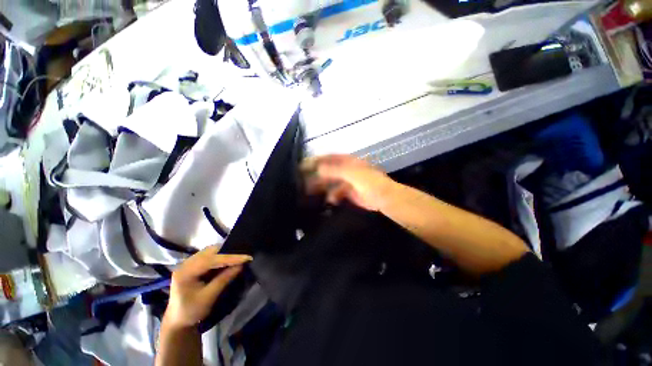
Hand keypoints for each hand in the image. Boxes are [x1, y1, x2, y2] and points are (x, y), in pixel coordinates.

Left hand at [163, 246, 251, 328]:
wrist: (177, 322)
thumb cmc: (191, 312)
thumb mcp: (209, 297)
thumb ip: (224, 279)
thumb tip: (241, 265)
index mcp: (185, 272)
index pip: (211, 260)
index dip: (231, 257)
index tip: (247, 257)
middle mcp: (185, 263)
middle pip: (210, 252)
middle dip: (228, 252)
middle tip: (243, 256)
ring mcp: (188, 263)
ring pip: (210, 252)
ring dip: (224, 253)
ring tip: (237, 258)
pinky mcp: (192, 265)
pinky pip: (209, 256)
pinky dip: (220, 257)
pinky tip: (227, 261)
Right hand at [301, 154, 394, 210]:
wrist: (384, 198)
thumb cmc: (369, 182)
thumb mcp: (352, 173)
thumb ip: (335, 170)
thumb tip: (318, 168)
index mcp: (348, 161)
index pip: (329, 158)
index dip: (317, 160)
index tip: (304, 164)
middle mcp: (346, 170)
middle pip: (328, 171)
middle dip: (316, 175)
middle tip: (303, 180)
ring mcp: (348, 182)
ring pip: (331, 183)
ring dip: (322, 187)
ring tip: (310, 192)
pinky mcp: (349, 193)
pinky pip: (336, 193)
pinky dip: (332, 196)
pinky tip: (329, 200)